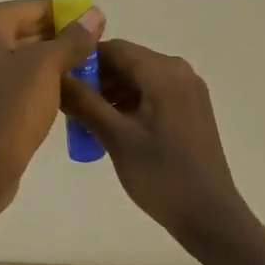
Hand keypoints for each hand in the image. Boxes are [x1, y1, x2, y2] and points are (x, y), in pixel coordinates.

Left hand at [0, 0, 104, 203]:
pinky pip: (4, 74)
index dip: (68, 18)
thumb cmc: (12, 109)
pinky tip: (55, 91)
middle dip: (58, 40)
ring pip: (15, 53)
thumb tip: (95, 13)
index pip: (34, 8)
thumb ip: (73, 38)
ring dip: (46, 60)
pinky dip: (28, 77)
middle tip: (92, 55)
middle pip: (23, 28)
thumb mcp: (48, 67)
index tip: (96, 31)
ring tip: (80, 73)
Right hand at [59, 39, 250, 249]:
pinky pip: (153, 94)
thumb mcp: (116, 137)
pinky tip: (112, 128)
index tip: (59, 84)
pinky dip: (130, 104)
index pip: (114, 49)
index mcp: (163, 71)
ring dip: (112, 94)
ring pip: (139, 79)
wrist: (209, 215)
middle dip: (97, 81)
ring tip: (86, 122)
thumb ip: (84, 102)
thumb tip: (55, 76)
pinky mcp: (191, 109)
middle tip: (70, 108)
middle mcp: (179, 71)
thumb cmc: (161, 174)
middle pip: (128, 62)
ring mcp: (189, 90)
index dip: (83, 62)